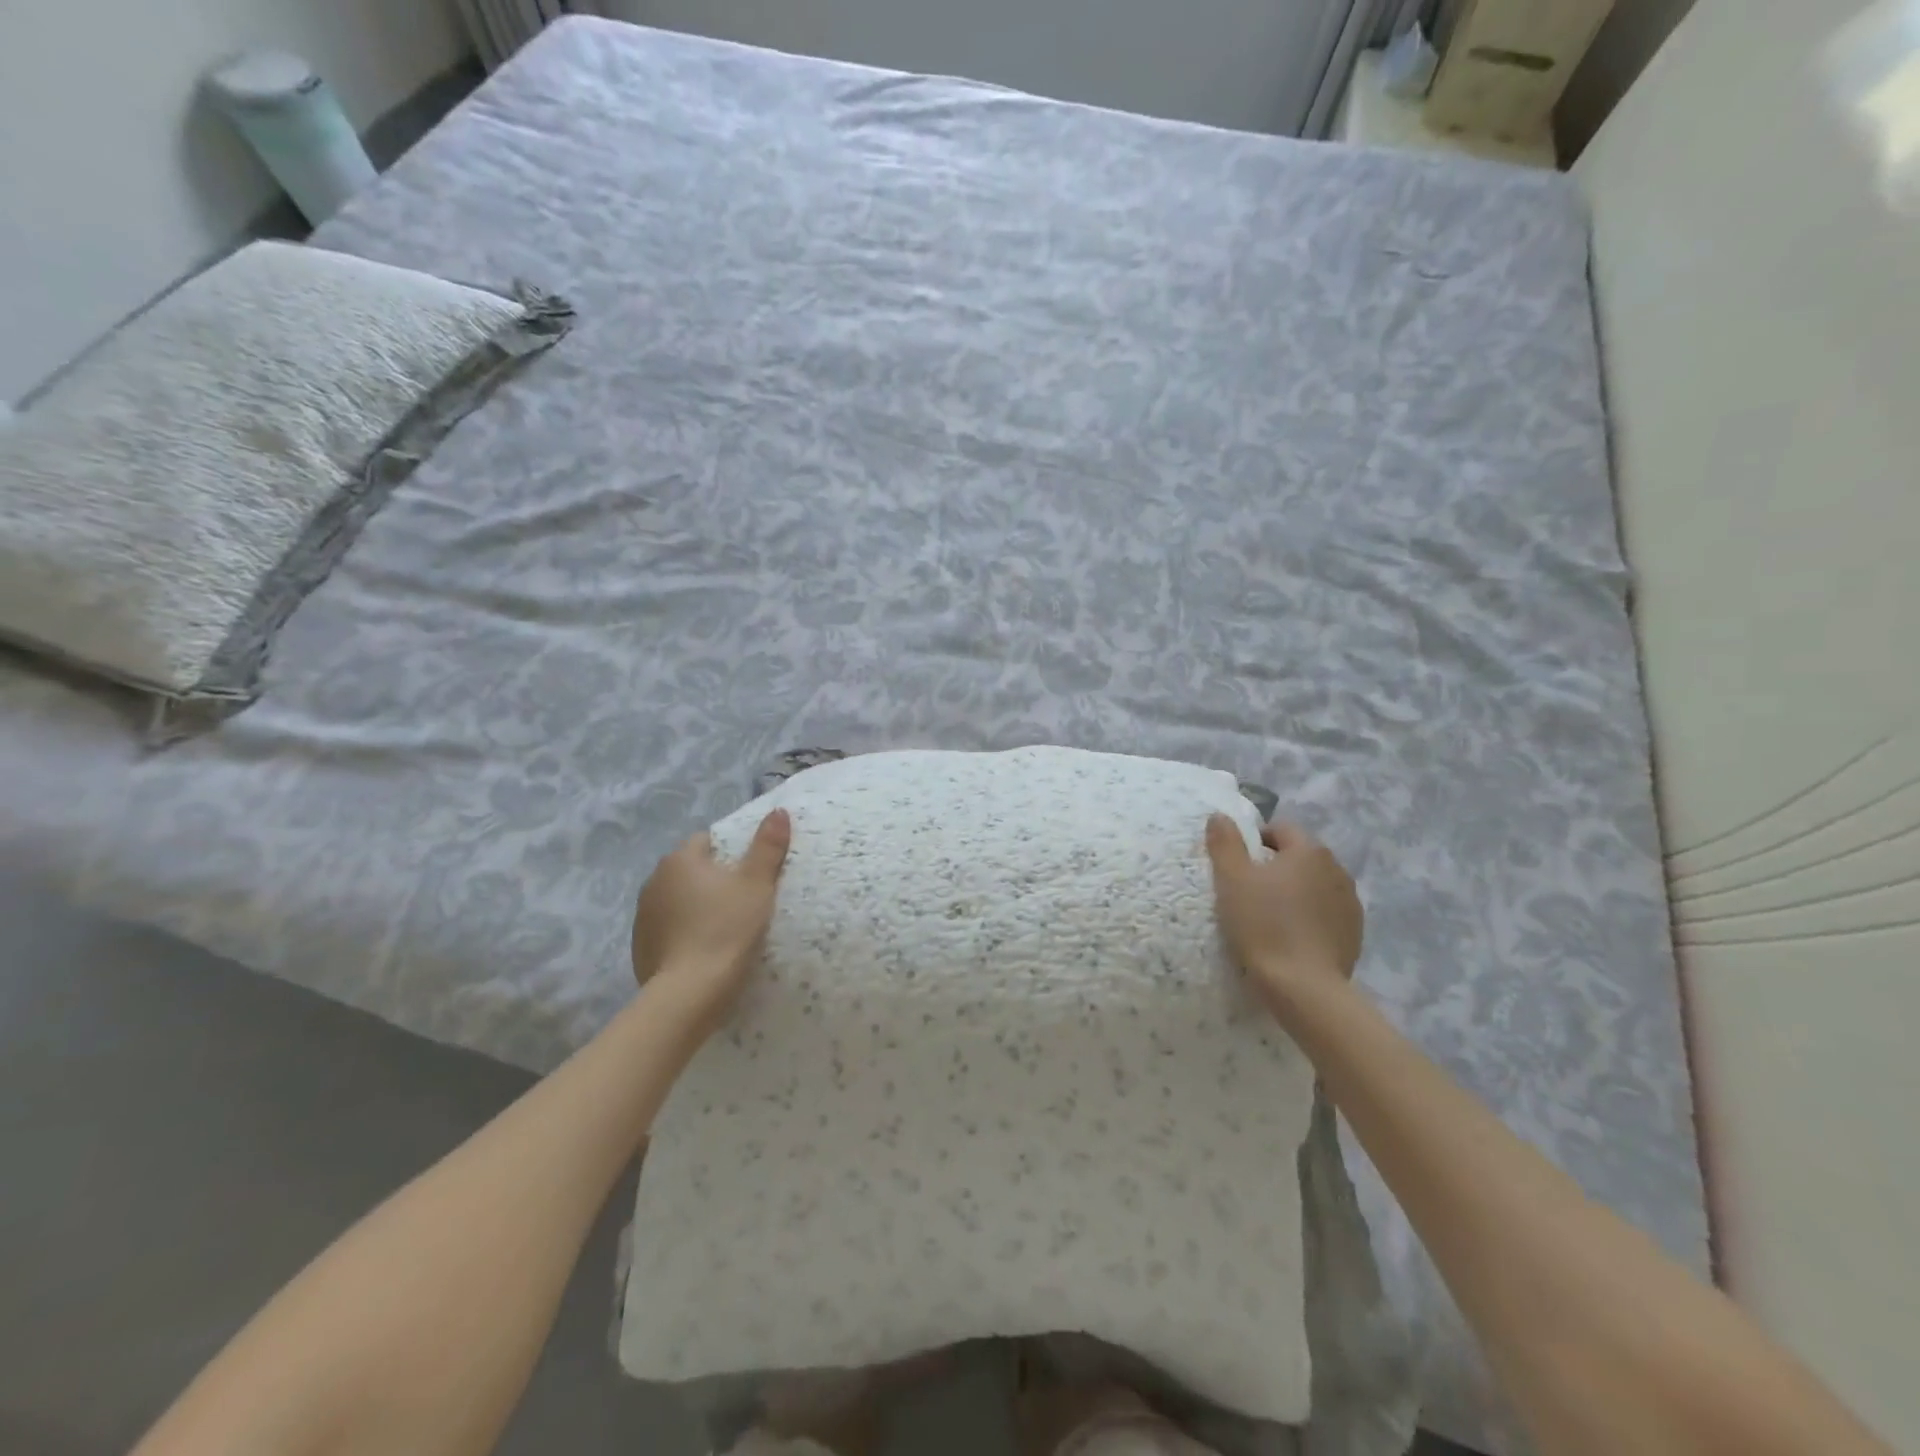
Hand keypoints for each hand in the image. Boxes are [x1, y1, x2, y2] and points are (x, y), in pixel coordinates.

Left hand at [631, 810, 791, 1033]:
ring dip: (696, 906)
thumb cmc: (727, 929)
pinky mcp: (640, 947)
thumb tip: (778, 810)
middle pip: (691, 870)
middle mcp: (654, 881)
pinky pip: (668, 928)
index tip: (750, 872)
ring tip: (724, 926)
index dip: (731, 852)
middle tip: (744, 898)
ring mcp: (642, 916)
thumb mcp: (757, 884)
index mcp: (679, 860)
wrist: (689, 993)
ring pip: (678, 899)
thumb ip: (768, 846)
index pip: (706, 840)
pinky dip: (684, 932)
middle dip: (713, 879)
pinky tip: (704, 949)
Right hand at [1205, 815, 1362, 1008]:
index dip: (1255, 841)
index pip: (1281, 829)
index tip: (1236, 865)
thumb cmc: (1263, 925)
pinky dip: (1310, 917)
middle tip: (1248, 890)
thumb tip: (1220, 816)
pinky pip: (1326, 913)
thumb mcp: (1231, 880)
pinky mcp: (1354, 933)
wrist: (1303, 988)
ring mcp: (1350, 903)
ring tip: (1270, 916)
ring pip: (1314, 885)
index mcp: (1309, 851)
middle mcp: (1337, 869)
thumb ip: (1225, 842)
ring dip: (1295, 892)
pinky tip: (1291, 937)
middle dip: (1276, 866)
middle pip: (1300, 857)